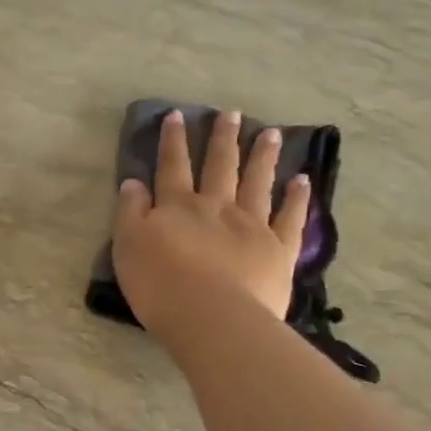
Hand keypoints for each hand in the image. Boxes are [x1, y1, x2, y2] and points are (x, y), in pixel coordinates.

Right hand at [111, 108, 310, 344]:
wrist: (211, 316)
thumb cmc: (160, 286)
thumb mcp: (127, 247)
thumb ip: (130, 213)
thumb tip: (133, 183)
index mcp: (178, 207)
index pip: (173, 167)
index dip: (173, 141)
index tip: (177, 115)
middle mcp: (217, 207)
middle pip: (220, 167)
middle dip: (224, 139)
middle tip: (232, 115)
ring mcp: (252, 225)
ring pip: (258, 183)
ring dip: (263, 157)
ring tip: (271, 133)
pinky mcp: (278, 249)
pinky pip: (290, 217)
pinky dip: (296, 198)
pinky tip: (302, 180)